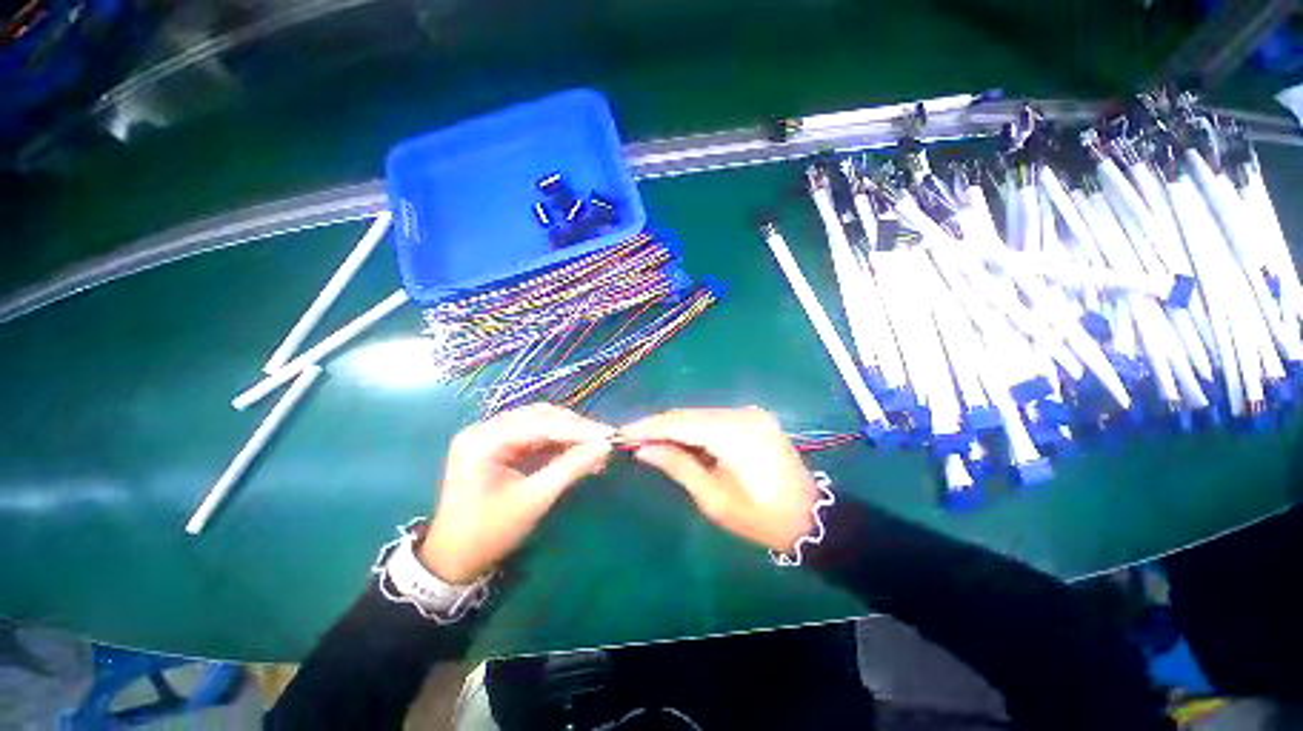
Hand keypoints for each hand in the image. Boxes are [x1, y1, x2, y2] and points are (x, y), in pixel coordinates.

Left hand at [421, 404, 614, 582]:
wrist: (453, 561)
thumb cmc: (490, 534)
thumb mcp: (534, 500)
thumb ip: (571, 468)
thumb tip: (605, 447)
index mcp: (483, 440)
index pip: (540, 424)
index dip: (578, 429)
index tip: (608, 435)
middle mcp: (484, 429)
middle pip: (540, 417)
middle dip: (575, 428)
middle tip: (604, 440)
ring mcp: (490, 436)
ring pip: (540, 423)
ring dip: (569, 434)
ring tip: (595, 447)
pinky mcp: (497, 446)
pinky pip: (534, 436)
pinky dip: (558, 442)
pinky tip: (577, 451)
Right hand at [620, 407, 818, 551]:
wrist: (810, 517)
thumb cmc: (759, 516)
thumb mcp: (713, 497)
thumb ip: (677, 465)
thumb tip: (643, 449)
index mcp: (732, 433)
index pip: (679, 422)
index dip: (648, 426)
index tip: (621, 432)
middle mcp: (741, 413)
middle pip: (688, 414)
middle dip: (658, 425)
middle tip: (631, 437)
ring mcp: (750, 413)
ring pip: (700, 414)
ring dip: (674, 426)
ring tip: (648, 439)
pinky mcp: (754, 418)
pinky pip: (715, 419)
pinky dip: (694, 428)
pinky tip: (678, 438)